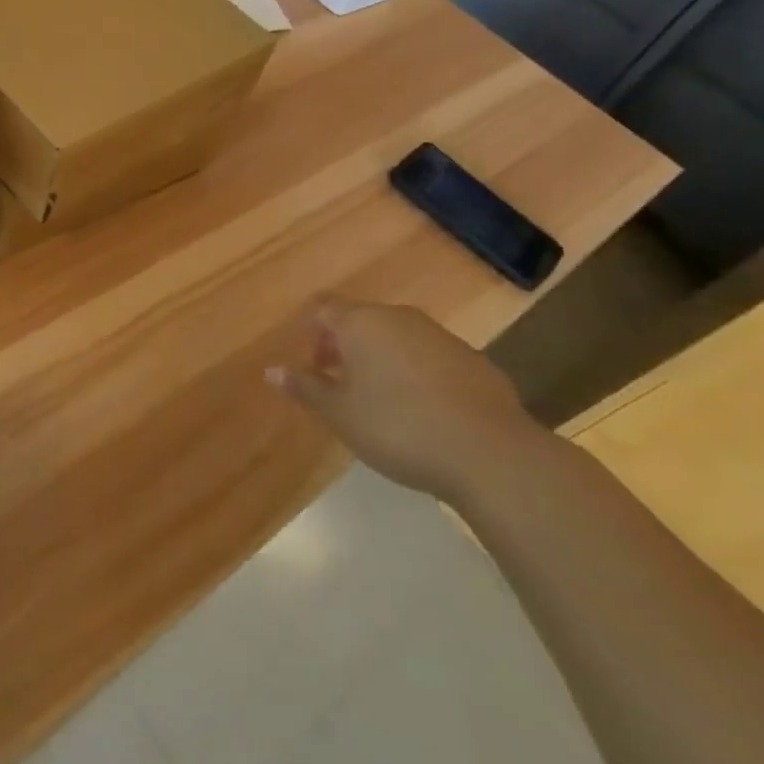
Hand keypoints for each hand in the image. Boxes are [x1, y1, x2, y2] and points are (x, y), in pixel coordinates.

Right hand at [267, 297, 545, 503]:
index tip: (310, 366)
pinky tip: (424, 412)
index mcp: (361, 322)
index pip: (323, 308)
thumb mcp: (340, 414)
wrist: (491, 454)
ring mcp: (440, 336)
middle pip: (361, 320)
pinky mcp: (474, 361)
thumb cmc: (398, 428)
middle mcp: (399, 317)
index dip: (311, 332)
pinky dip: (418, 374)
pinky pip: (431, 358)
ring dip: (382, 359)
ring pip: (398, 338)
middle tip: (340, 385)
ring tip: (381, 401)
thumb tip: (271, 371)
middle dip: (345, 347)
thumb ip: (305, 388)